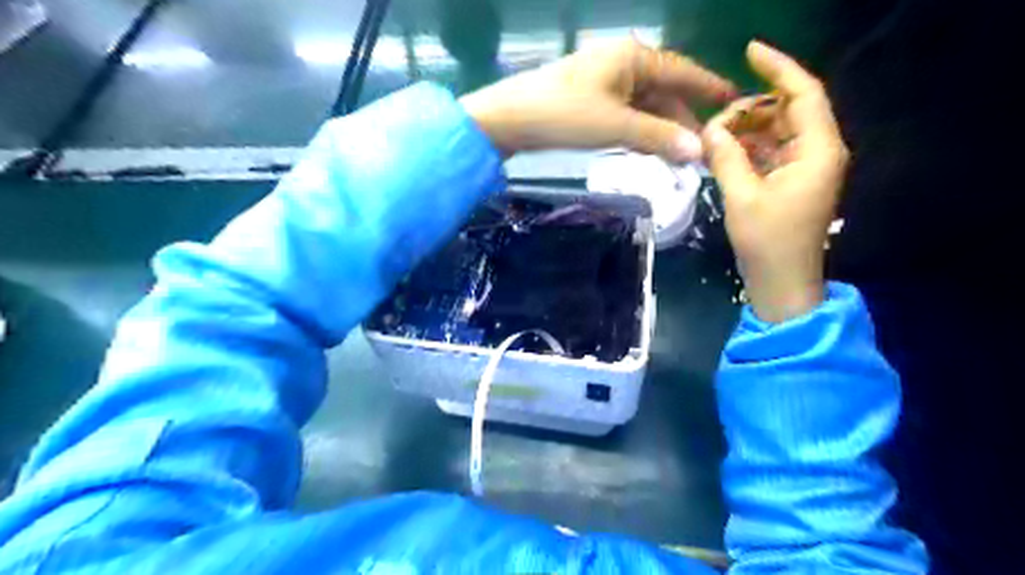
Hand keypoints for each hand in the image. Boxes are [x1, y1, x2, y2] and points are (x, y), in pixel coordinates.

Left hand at [462, 37, 732, 160]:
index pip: (682, 71)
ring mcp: (605, 83)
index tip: (733, 102)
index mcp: (633, 57)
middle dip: (682, 121)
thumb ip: (658, 137)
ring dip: (661, 130)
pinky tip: (649, 149)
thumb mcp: (616, 126)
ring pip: (644, 106)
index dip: (708, 88)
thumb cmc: (565, 114)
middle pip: (664, 91)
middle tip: (703, 150)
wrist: (510, 120)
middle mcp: (622, 64)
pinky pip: (626, 114)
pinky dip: (640, 132)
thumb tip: (699, 152)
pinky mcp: (591, 101)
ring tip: (680, 158)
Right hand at [705, 41, 850, 322]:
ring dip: (746, 130)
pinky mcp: (791, 183)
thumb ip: (726, 158)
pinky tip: (722, 153)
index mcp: (818, 150)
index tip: (750, 50)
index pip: (804, 93)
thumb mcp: (742, 198)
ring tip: (713, 137)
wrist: (782, 284)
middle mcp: (818, 152)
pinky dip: (747, 149)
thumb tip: (709, 130)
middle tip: (715, 121)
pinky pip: (770, 152)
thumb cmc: (768, 243)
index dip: (779, 67)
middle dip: (751, 109)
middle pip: (787, 111)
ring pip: (776, 132)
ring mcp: (805, 168)